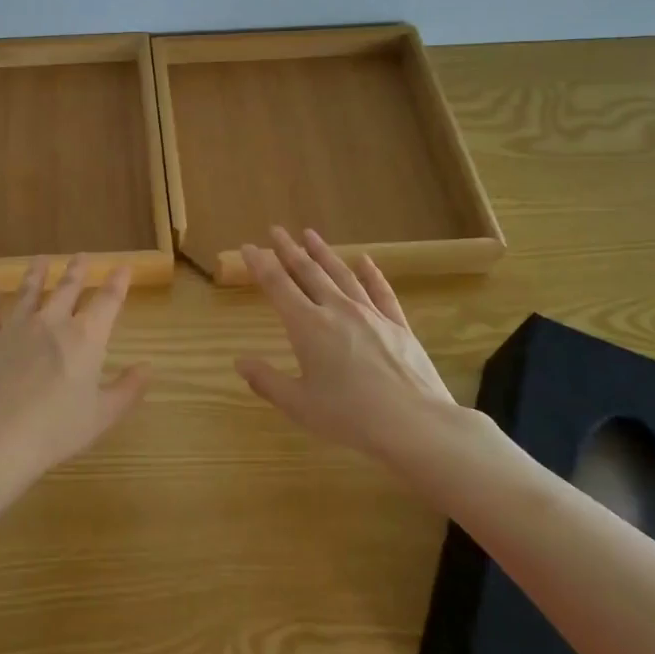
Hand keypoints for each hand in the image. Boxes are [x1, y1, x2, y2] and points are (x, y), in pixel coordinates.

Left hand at [0, 255, 149, 506]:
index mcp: (86, 337)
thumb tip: (147, 367)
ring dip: (36, 274)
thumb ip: (127, 389)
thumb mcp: (102, 415)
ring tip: (41, 259)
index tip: (123, 266)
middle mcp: (52, 322)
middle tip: (82, 256)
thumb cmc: (56, 429)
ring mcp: (16, 328)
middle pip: (67, 288)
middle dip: (78, 271)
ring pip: (28, 292)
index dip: (118, 282)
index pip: (108, 301)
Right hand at [235, 227, 499, 478]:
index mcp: (308, 326)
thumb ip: (267, 381)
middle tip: (276, 230)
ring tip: (310, 234)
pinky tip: (366, 261)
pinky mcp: (397, 325)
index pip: (278, 286)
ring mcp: (370, 314)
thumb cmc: (349, 416)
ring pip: (342, 274)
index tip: (249, 247)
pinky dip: (372, 274)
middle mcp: (337, 310)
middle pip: (308, 272)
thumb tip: (240, 361)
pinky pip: (381, 291)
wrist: (414, 423)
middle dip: (289, 250)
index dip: (261, 264)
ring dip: (324, 253)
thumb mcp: (299, 405)